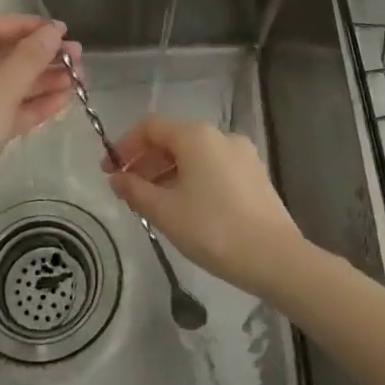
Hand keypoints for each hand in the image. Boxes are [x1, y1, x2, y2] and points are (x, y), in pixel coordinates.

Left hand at [0, 15, 80, 232]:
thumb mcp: (0, 90)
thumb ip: (30, 57)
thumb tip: (55, 30)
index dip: (29, 26)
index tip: (64, 32)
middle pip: (3, 56)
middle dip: (42, 56)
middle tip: (78, 60)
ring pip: (8, 85)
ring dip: (42, 81)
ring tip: (78, 81)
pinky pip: (7, 110)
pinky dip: (32, 105)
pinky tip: (62, 103)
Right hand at [105, 113, 311, 298]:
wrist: (275, 258)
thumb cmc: (213, 229)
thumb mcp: (165, 211)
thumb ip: (135, 190)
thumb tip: (117, 179)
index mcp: (196, 136)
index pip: (151, 126)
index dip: (125, 145)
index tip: (109, 170)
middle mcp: (220, 135)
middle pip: (173, 138)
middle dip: (146, 160)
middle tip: (125, 187)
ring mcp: (242, 154)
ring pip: (194, 154)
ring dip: (167, 171)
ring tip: (151, 201)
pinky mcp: (254, 175)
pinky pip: (213, 166)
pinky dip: (191, 178)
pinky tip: (183, 205)